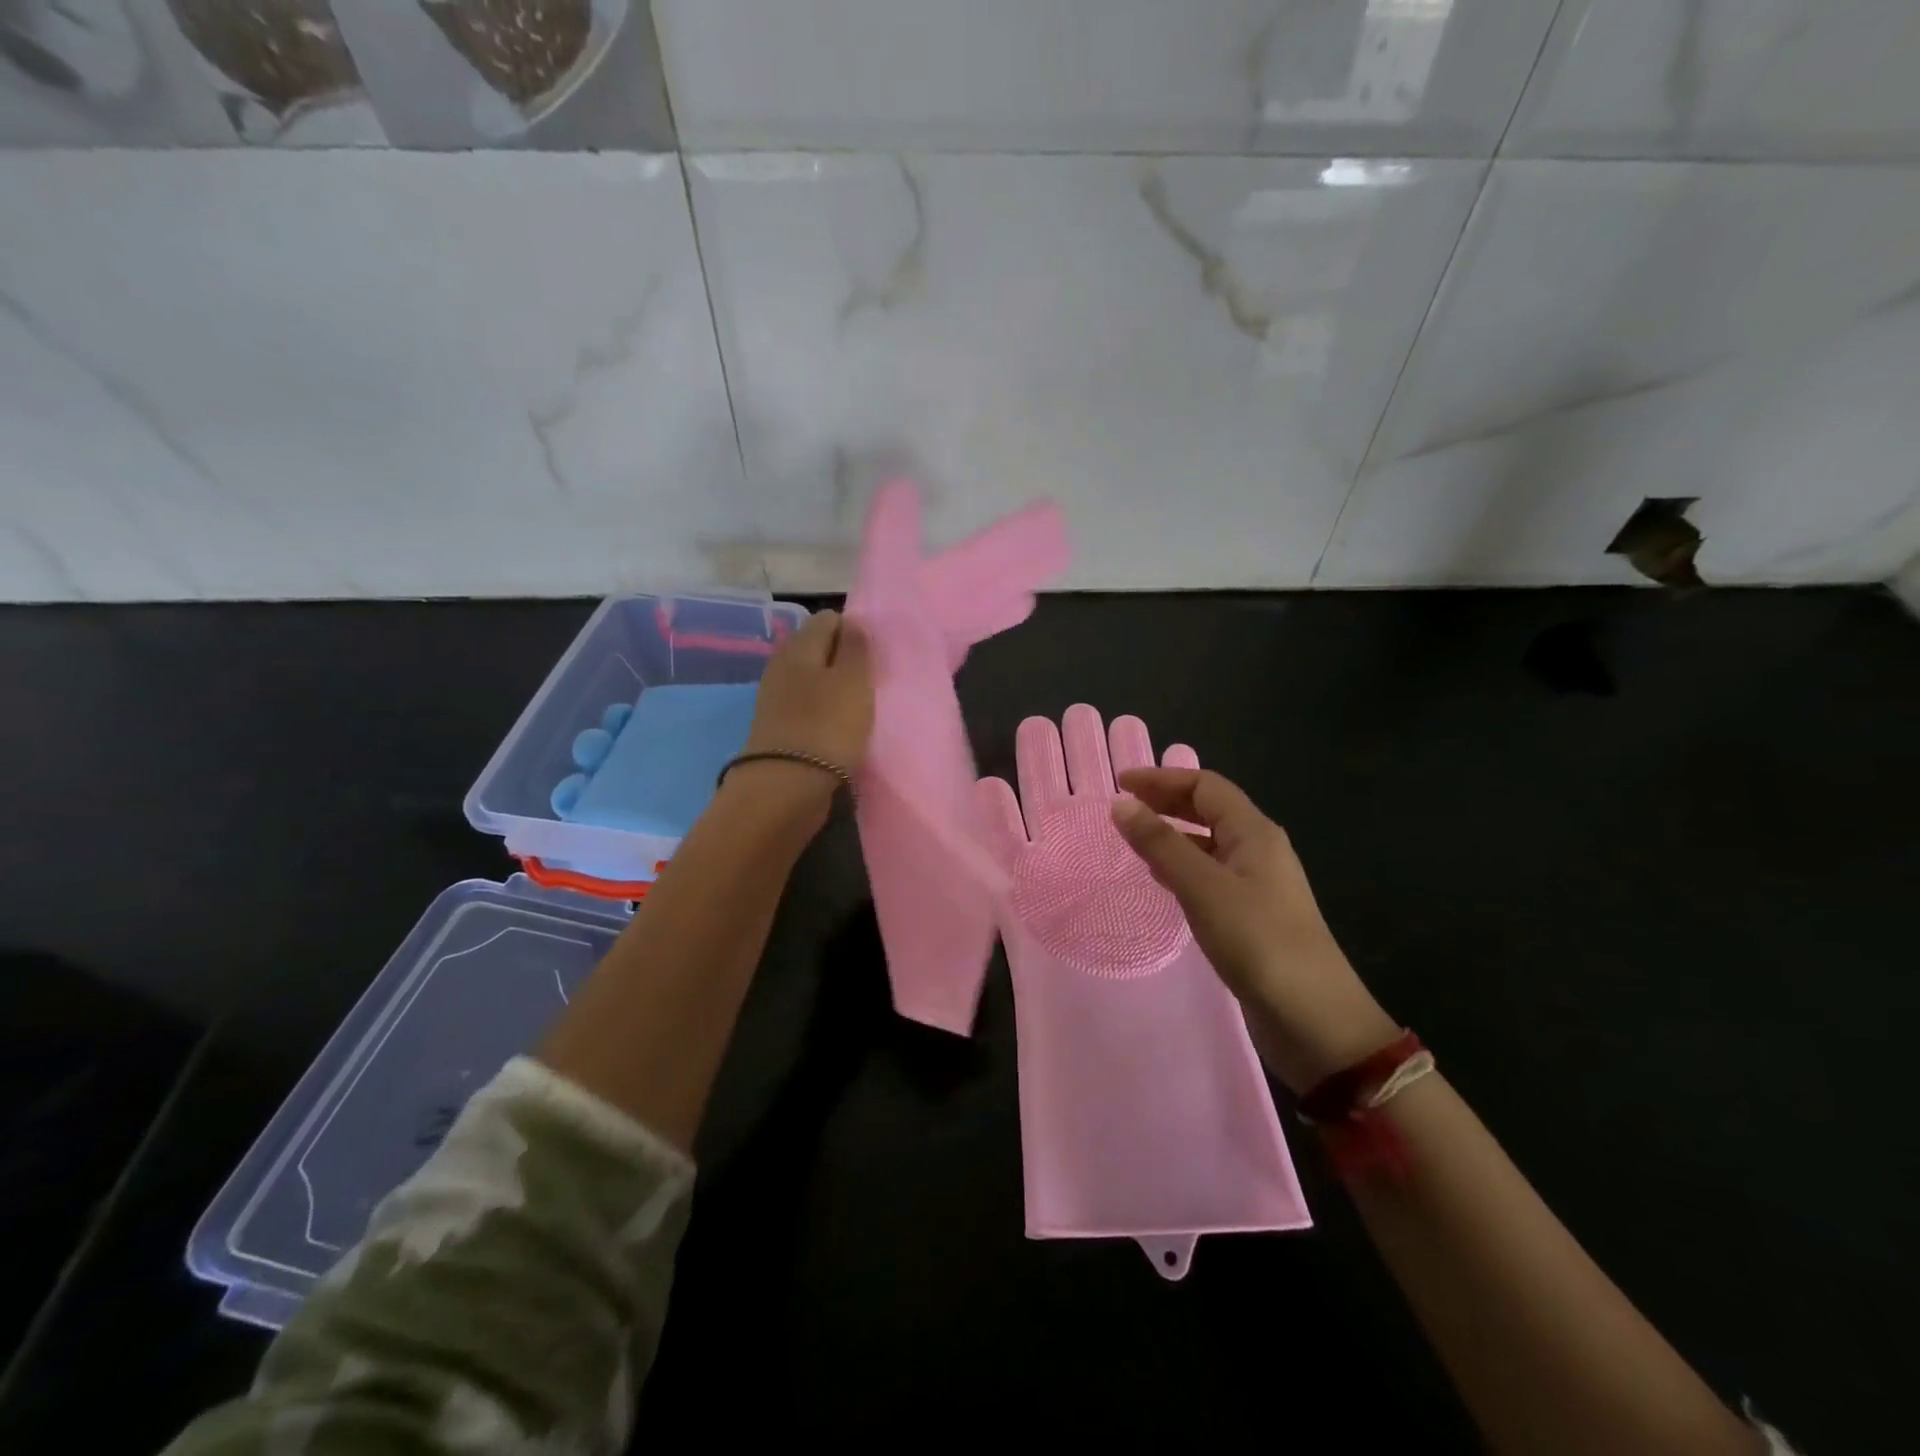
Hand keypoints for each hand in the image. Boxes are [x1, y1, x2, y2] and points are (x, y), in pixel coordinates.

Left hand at [732, 609, 873, 812]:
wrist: (786, 787)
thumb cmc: (827, 726)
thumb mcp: (853, 680)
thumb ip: (856, 647)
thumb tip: (853, 622)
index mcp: (799, 645)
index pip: (829, 619)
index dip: (855, 632)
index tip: (875, 658)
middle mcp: (782, 665)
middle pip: (819, 650)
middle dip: (846, 661)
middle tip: (871, 683)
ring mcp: (776, 698)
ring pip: (814, 680)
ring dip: (836, 690)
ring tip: (860, 709)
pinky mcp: (779, 728)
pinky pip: (808, 707)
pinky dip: (825, 713)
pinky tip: (841, 729)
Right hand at [1111, 769, 1397, 1093]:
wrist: (1313, 1018)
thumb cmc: (1257, 941)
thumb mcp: (1202, 886)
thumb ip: (1160, 844)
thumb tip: (1121, 805)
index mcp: (1254, 832)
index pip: (1205, 786)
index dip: (1162, 779)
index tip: (1120, 785)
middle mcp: (1258, 849)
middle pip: (1209, 810)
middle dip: (1167, 802)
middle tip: (1124, 808)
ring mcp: (1258, 884)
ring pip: (1209, 843)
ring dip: (1173, 834)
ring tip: (1135, 840)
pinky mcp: (1252, 915)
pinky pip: (1211, 874)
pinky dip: (1182, 866)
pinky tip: (1162, 880)